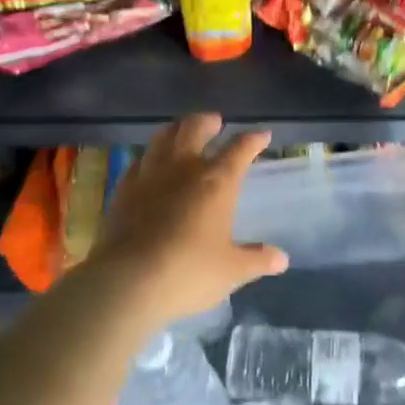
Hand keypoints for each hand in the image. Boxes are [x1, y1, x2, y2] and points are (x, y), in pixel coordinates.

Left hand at [91, 114, 287, 329]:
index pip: (240, 149)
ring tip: (182, 132)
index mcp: (216, 181)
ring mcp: (149, 175)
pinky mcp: (123, 189)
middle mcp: (183, 168)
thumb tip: (282, 259)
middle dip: (208, 121)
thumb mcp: (231, 271)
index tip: (262, 135)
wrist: (127, 283)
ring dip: (176, 129)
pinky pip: (139, 161)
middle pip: (195, 128)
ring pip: (163, 136)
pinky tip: (150, 164)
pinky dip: (150, 156)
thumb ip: (257, 260)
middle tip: (215, 122)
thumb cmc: (188, 272)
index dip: (253, 140)